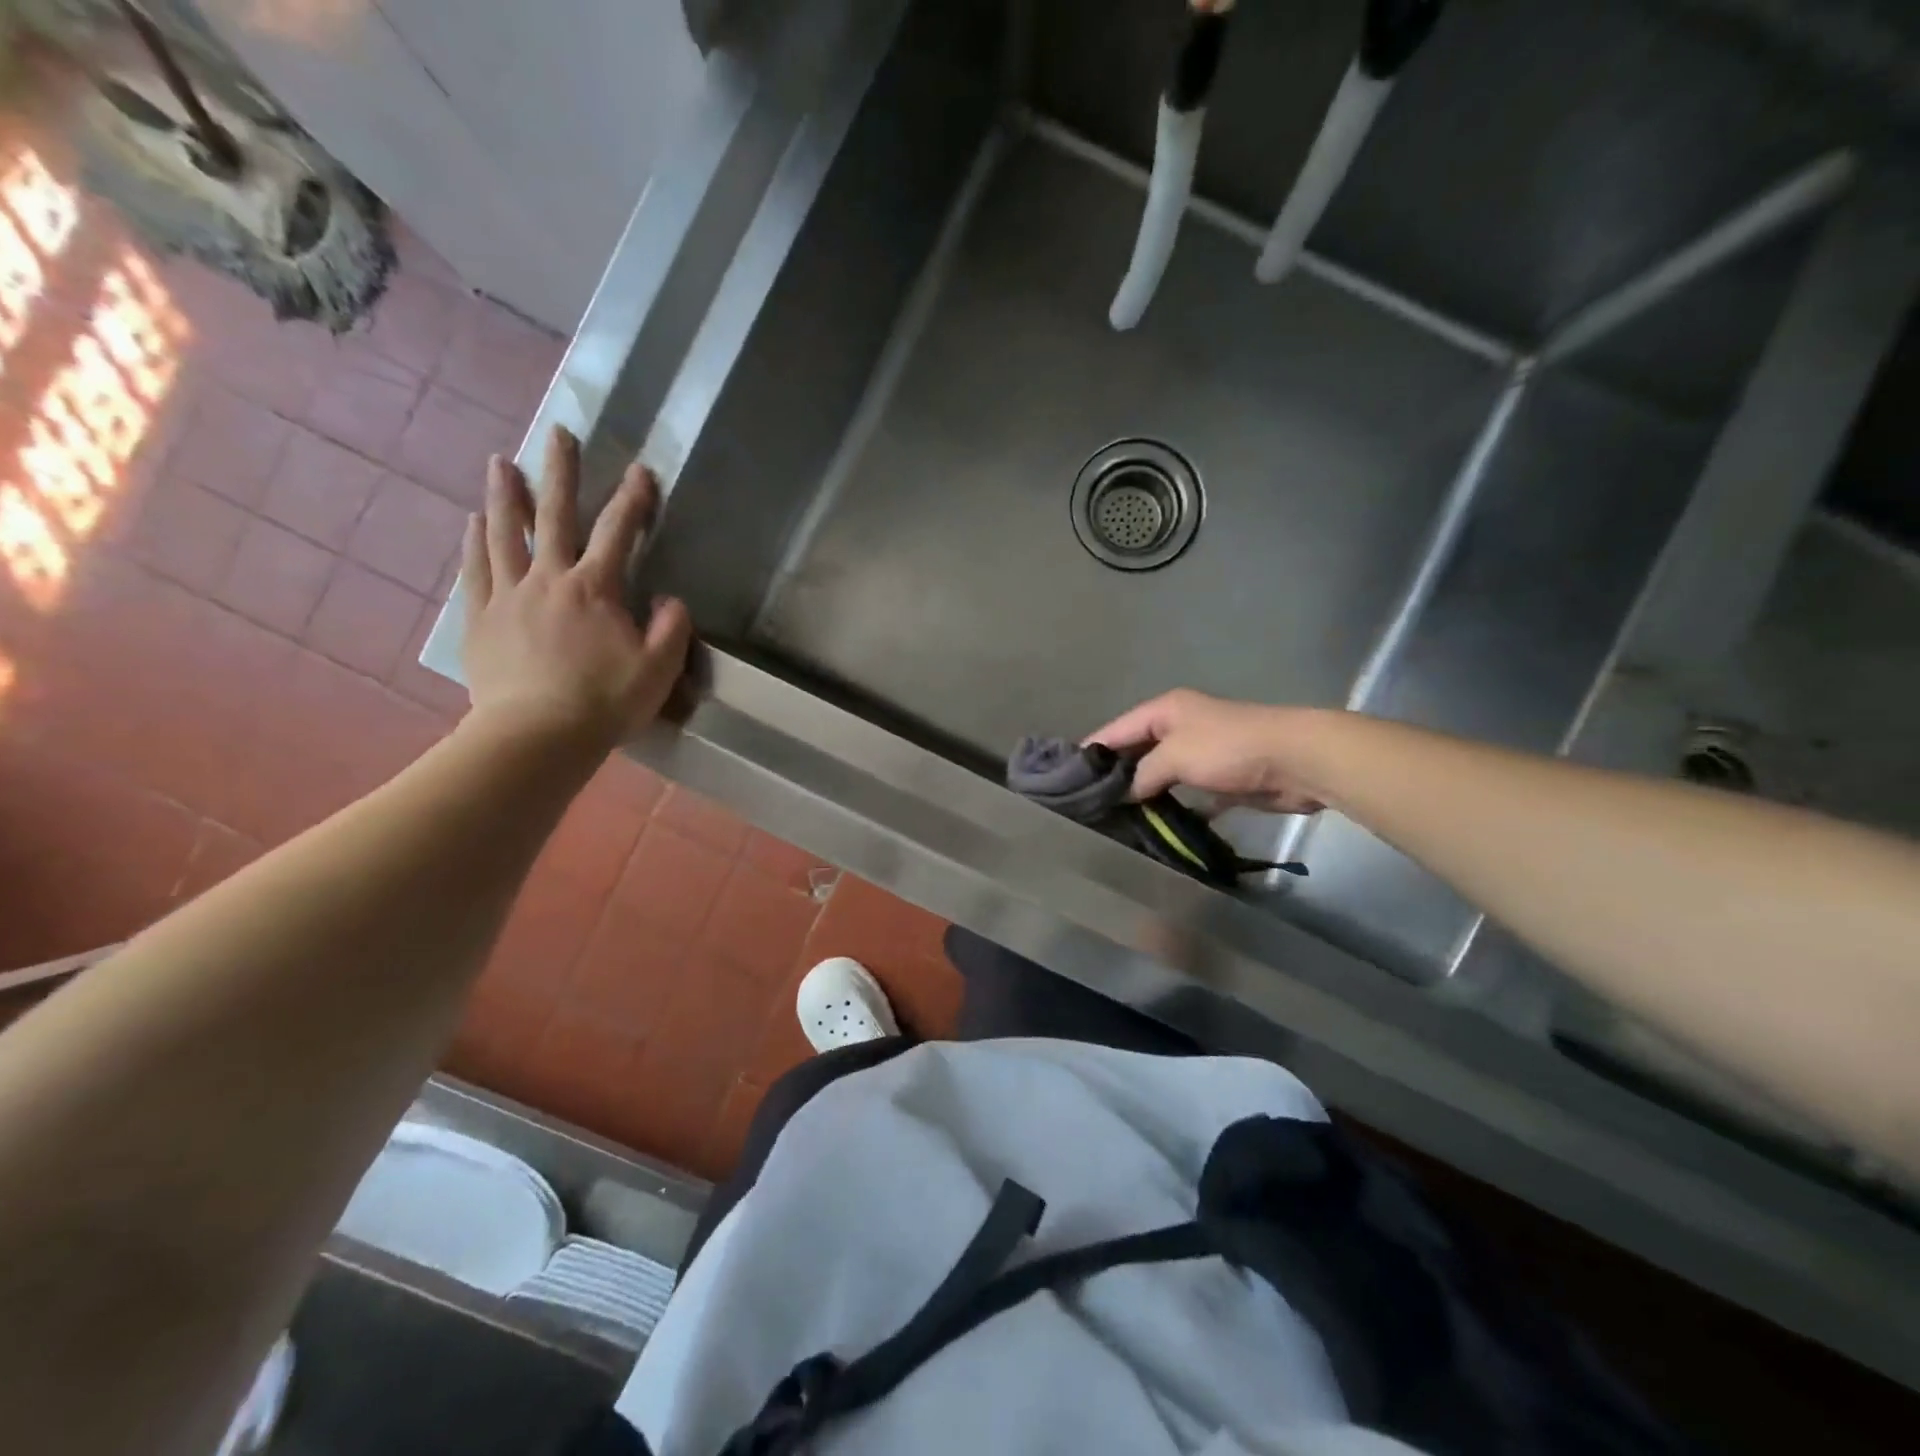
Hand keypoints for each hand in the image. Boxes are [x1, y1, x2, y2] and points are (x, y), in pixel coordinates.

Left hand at [461, 425, 691, 757]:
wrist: (537, 736)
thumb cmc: (605, 703)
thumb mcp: (659, 670)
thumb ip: (671, 629)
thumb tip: (671, 600)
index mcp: (595, 589)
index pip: (618, 533)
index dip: (634, 499)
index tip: (642, 470)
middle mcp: (549, 579)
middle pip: (555, 516)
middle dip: (561, 473)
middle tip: (560, 433)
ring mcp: (509, 596)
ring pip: (506, 533)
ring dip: (507, 495)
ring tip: (503, 463)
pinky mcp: (482, 618)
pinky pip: (477, 570)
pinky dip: (476, 542)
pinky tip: (474, 522)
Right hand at [1087, 689, 1328, 814]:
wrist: (1295, 760)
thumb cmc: (1228, 748)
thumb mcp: (1174, 756)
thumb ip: (1142, 775)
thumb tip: (1124, 795)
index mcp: (1165, 711)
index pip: (1116, 729)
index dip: (1091, 750)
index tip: (1066, 776)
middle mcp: (1180, 727)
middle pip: (1136, 751)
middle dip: (1115, 775)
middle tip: (1088, 803)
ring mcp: (1201, 753)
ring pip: (1161, 774)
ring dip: (1143, 793)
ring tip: (1114, 818)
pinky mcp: (1221, 779)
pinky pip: (1187, 795)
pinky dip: (1174, 809)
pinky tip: (1155, 827)